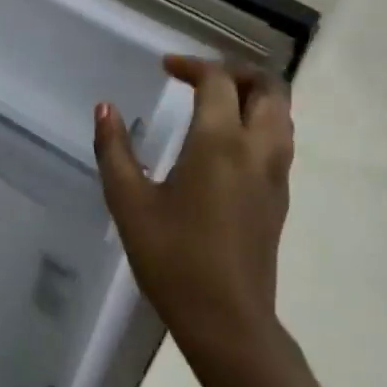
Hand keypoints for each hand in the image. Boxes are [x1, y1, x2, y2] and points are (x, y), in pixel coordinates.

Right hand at [94, 56, 293, 357]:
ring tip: (215, 101)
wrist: (227, 321)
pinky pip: (280, 141)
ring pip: (282, 115)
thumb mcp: (129, 201)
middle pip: (270, 89)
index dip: (193, 65)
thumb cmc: (172, 257)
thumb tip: (104, 108)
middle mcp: (257, 150)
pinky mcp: (279, 198)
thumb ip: (114, 148)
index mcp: (220, 142)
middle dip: (238, 71)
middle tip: (201, 76)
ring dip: (254, 95)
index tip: (166, 67)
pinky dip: (260, 121)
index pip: (219, 81)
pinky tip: (225, 141)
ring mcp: (275, 176)